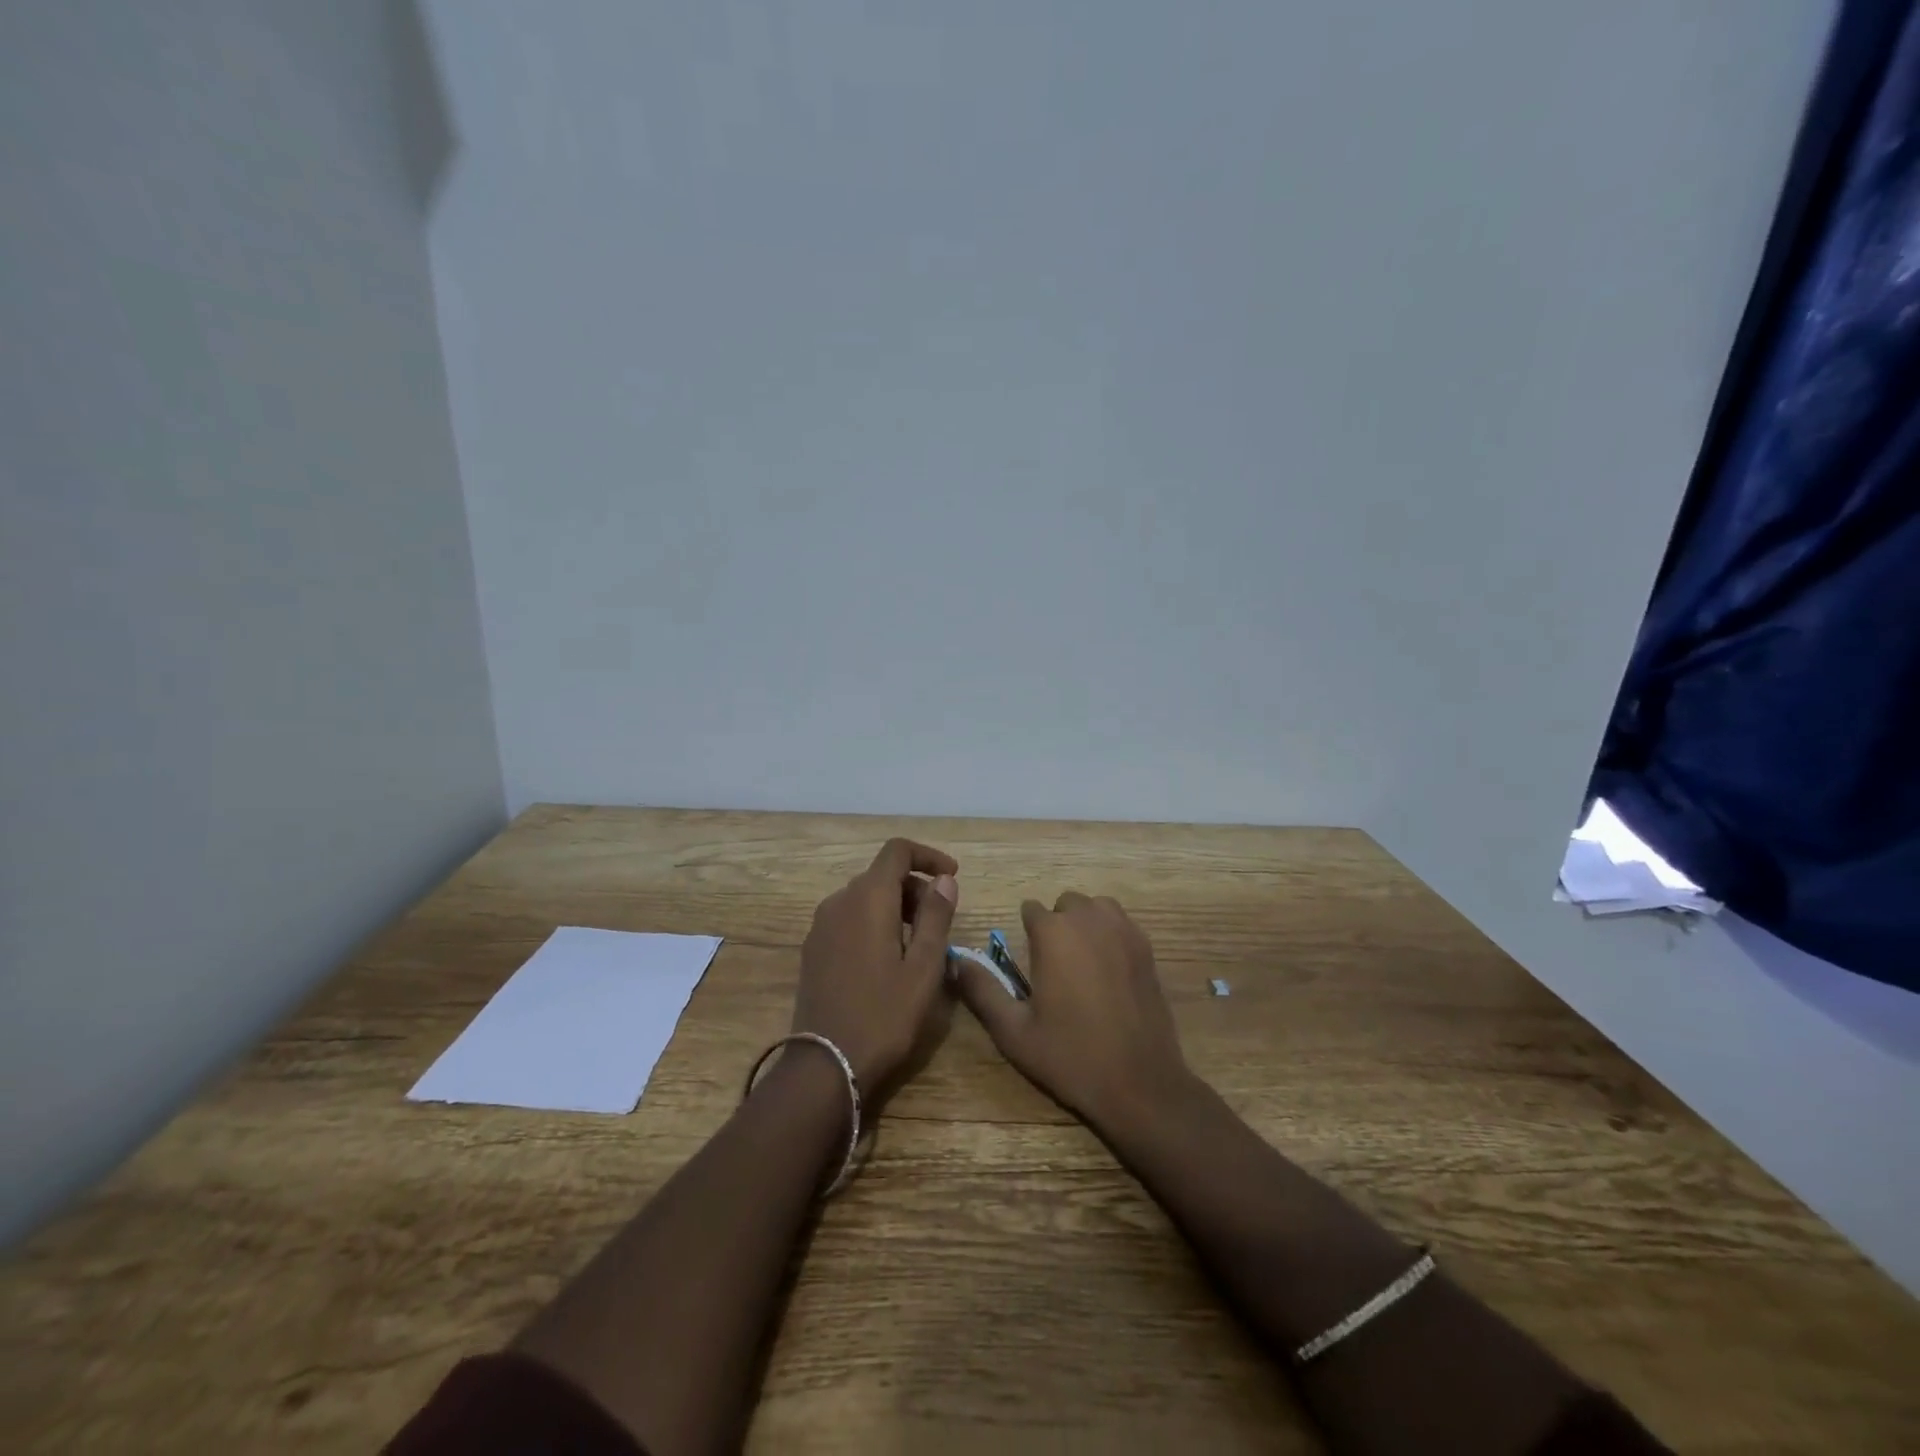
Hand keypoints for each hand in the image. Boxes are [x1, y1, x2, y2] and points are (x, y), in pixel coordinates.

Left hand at [791, 838, 958, 1096]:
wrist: (826, 1066)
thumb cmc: (884, 1015)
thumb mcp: (924, 967)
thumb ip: (936, 916)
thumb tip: (944, 879)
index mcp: (868, 898)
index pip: (897, 851)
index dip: (928, 856)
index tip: (953, 877)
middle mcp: (839, 901)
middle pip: (881, 874)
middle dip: (916, 887)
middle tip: (942, 921)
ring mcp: (821, 926)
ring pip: (864, 897)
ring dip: (896, 906)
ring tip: (919, 944)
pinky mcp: (813, 949)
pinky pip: (849, 918)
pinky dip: (874, 922)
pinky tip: (888, 959)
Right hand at [954, 891, 1190, 1137]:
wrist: (1139, 1083)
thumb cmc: (1070, 1056)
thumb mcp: (1013, 1031)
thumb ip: (981, 989)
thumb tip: (954, 960)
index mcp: (1053, 933)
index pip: (1030, 909)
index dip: (1025, 933)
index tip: (1027, 963)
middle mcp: (1089, 919)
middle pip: (1064, 904)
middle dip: (1056, 925)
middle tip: (1053, 967)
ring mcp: (1123, 930)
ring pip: (1096, 907)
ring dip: (1085, 923)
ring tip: (1081, 961)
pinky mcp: (1147, 948)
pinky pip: (1121, 923)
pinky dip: (1110, 933)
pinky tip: (1108, 969)